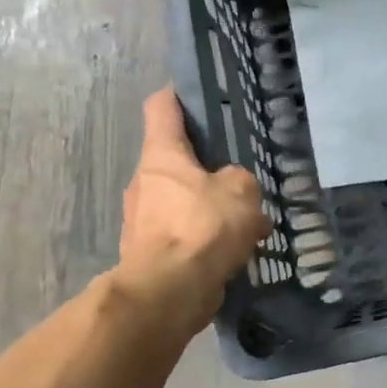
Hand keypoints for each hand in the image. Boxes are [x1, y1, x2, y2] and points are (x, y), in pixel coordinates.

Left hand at [118, 89, 269, 321]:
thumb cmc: (201, 228)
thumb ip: (239, 179)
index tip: (199, 96)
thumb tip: (233, 186)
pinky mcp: (148, 253)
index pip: (162, 107)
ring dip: (208, 207)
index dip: (178, 96)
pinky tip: (233, 251)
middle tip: (239, 172)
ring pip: (180, 201)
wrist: (168, 291)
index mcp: (161, 155)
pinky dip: (204, 239)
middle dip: (205, 164)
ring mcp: (141, 219)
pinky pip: (182, 235)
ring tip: (245, 220)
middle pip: (173, 159)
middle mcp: (144, 182)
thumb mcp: (240, 191)